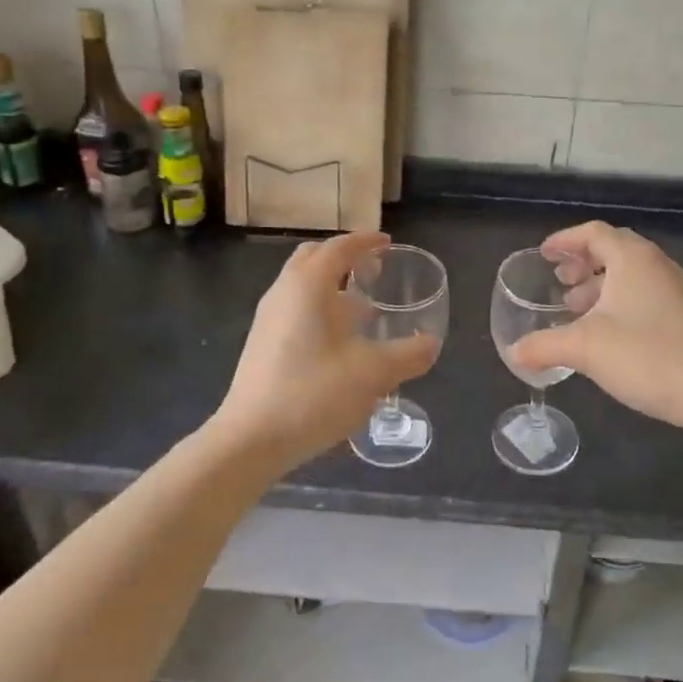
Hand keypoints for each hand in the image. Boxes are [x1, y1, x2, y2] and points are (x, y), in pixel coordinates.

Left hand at [213, 231, 440, 469]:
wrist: (250, 439)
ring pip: (303, 286)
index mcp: (308, 285)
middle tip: (374, 270)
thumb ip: (407, 355)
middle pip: (314, 259)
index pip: (339, 248)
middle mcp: (284, 292)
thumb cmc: (313, 393)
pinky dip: (321, 309)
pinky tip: (341, 343)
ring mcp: (269, 318)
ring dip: (333, 287)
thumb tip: (431, 344)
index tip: (388, 243)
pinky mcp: (263, 343)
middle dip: (345, 258)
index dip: (366, 242)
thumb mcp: (372, 373)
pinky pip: (296, 309)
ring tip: (365, 310)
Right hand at [508, 220, 682, 436]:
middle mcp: (655, 265)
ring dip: (598, 284)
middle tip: (559, 282)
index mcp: (632, 258)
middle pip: (613, 249)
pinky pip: (642, 293)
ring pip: (629, 273)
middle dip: (581, 262)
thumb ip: (543, 346)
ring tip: (575, 309)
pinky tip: (605, 332)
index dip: (565, 240)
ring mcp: (674, 290)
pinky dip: (617, 301)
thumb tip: (513, 352)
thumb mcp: (584, 349)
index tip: (544, 255)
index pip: (593, 232)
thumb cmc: (646, 356)